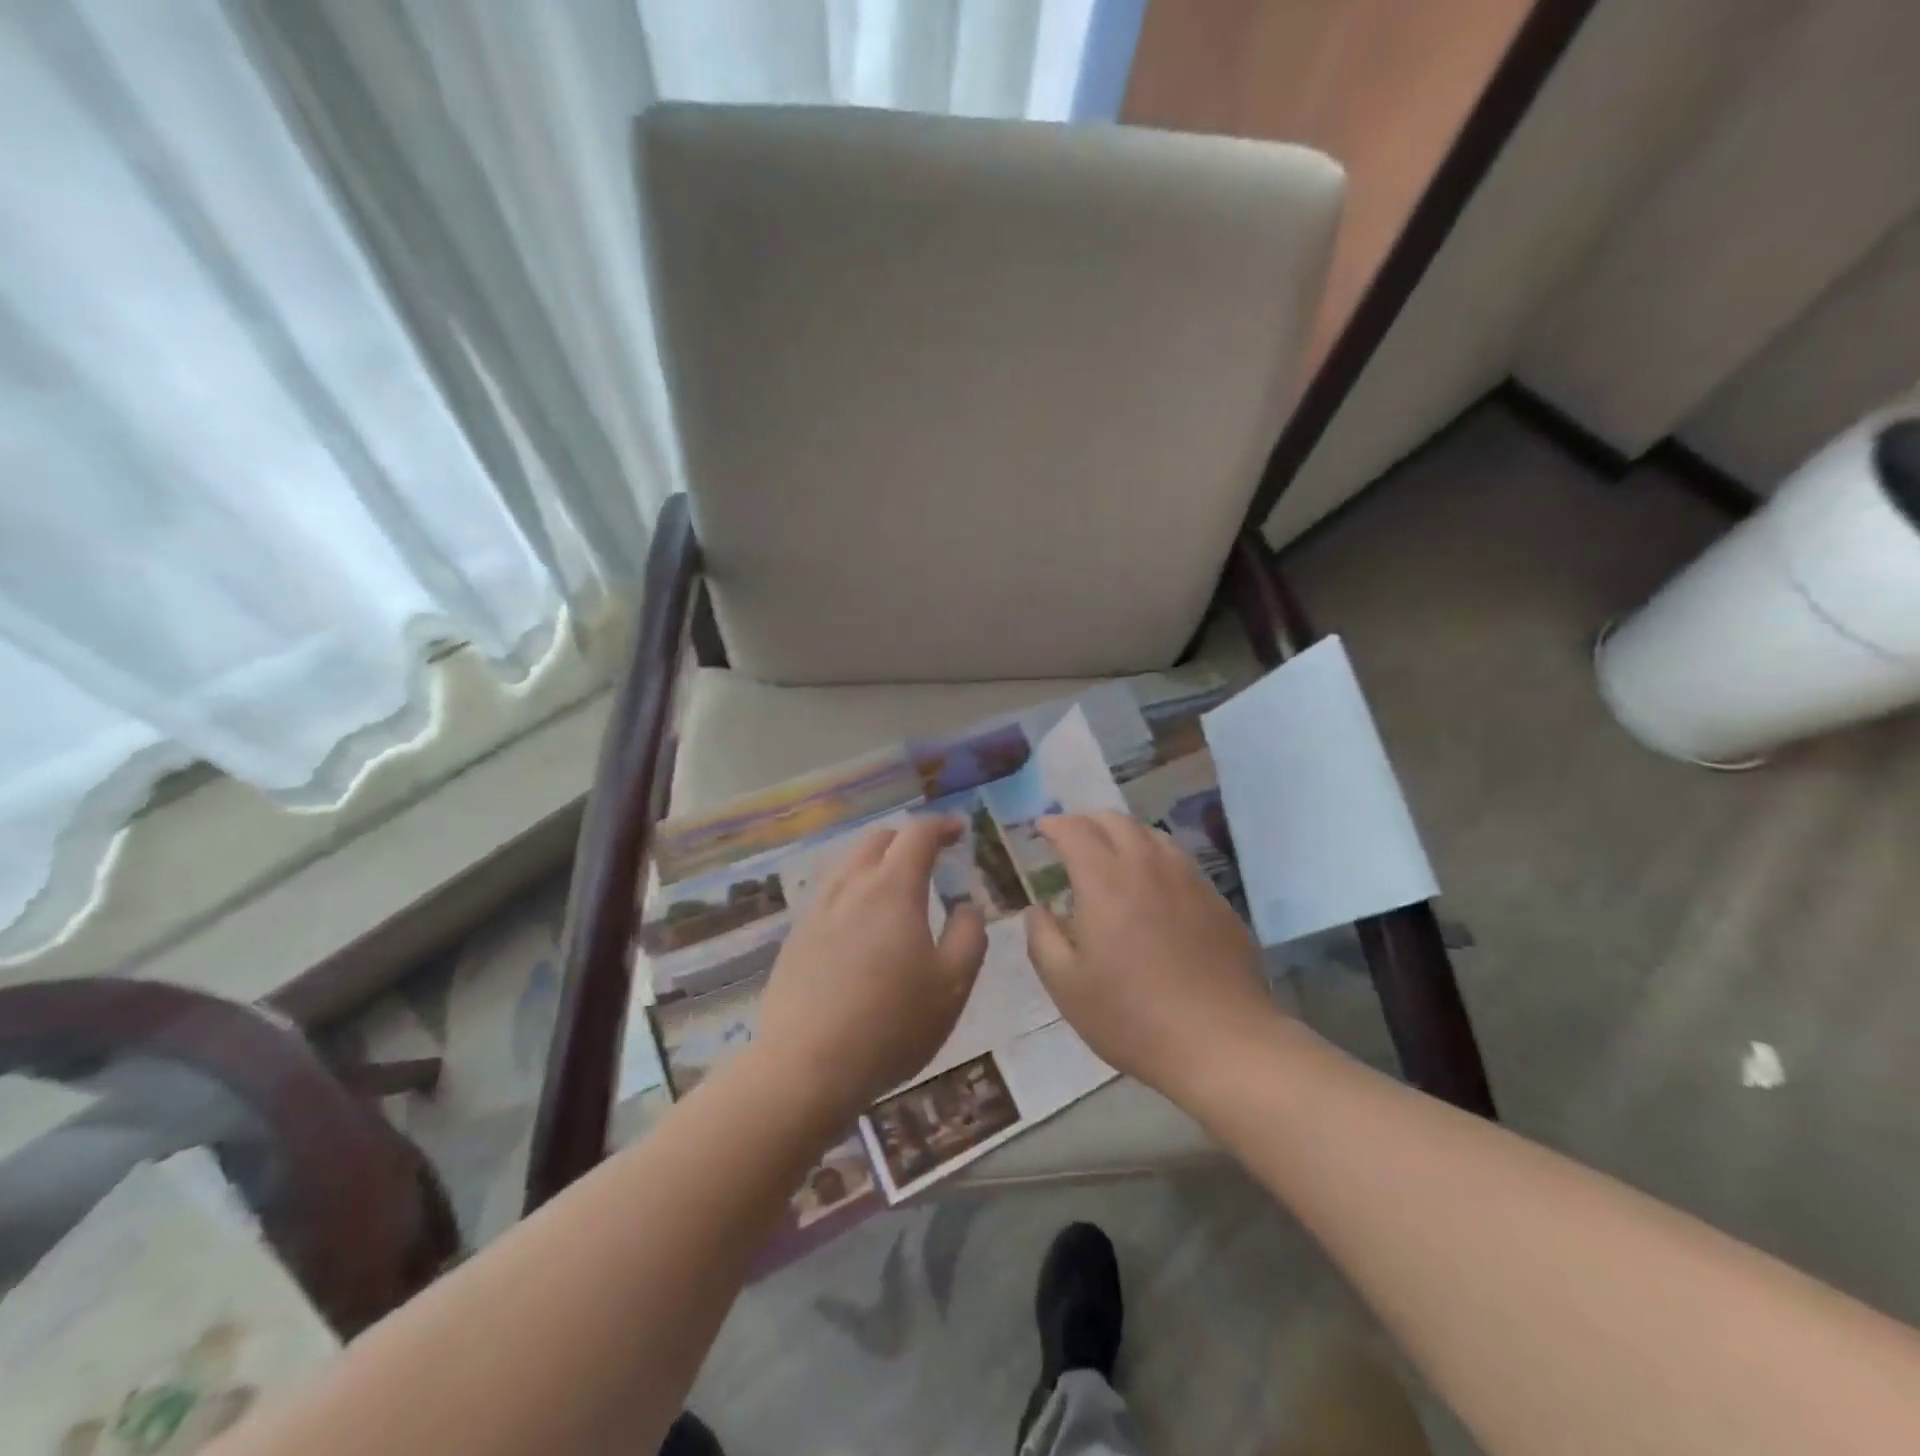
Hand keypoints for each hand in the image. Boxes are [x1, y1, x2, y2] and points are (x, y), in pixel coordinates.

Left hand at [753, 816, 987, 1119]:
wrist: (806, 1066)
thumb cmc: (892, 1024)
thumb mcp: (953, 984)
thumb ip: (969, 936)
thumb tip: (966, 906)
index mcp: (893, 889)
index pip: (917, 834)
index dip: (941, 826)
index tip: (959, 831)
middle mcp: (851, 887)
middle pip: (878, 840)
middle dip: (907, 839)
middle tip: (930, 858)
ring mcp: (817, 911)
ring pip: (849, 865)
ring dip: (877, 863)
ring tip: (896, 889)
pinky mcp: (796, 938)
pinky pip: (830, 896)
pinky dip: (854, 892)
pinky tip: (861, 926)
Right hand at [1024, 812, 1281, 1099]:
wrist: (1222, 1043)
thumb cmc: (1132, 1017)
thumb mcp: (1067, 986)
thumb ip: (1042, 937)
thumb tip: (1038, 908)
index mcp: (1105, 880)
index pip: (1075, 830)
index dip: (1053, 824)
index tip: (1040, 829)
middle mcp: (1148, 866)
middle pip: (1115, 821)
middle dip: (1086, 822)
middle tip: (1070, 840)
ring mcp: (1188, 880)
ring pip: (1151, 835)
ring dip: (1122, 835)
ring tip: (1110, 857)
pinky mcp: (1216, 900)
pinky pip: (1178, 861)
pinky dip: (1154, 859)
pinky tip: (1152, 887)